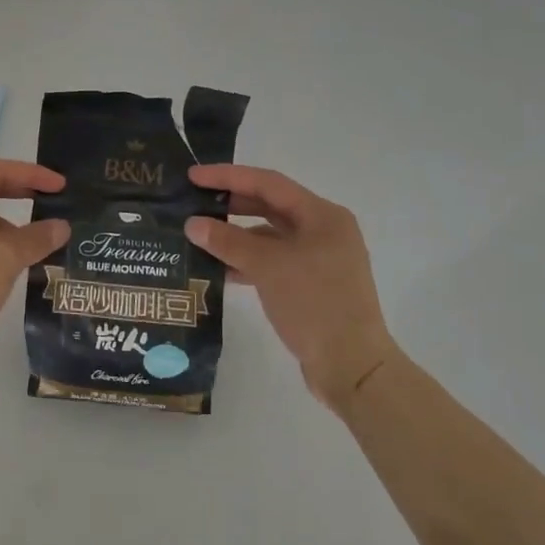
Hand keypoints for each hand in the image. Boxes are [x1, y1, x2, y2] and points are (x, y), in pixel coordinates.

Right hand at [186, 164, 394, 407]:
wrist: (352, 368)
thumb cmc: (314, 304)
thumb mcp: (267, 267)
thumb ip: (227, 241)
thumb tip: (192, 223)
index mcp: (322, 216)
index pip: (268, 183)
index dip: (228, 176)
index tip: (193, 176)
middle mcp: (324, 230)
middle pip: (270, 206)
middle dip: (231, 204)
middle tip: (193, 202)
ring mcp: (320, 259)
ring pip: (270, 236)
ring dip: (236, 236)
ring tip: (199, 236)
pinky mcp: (312, 285)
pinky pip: (273, 261)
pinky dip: (247, 261)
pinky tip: (219, 269)